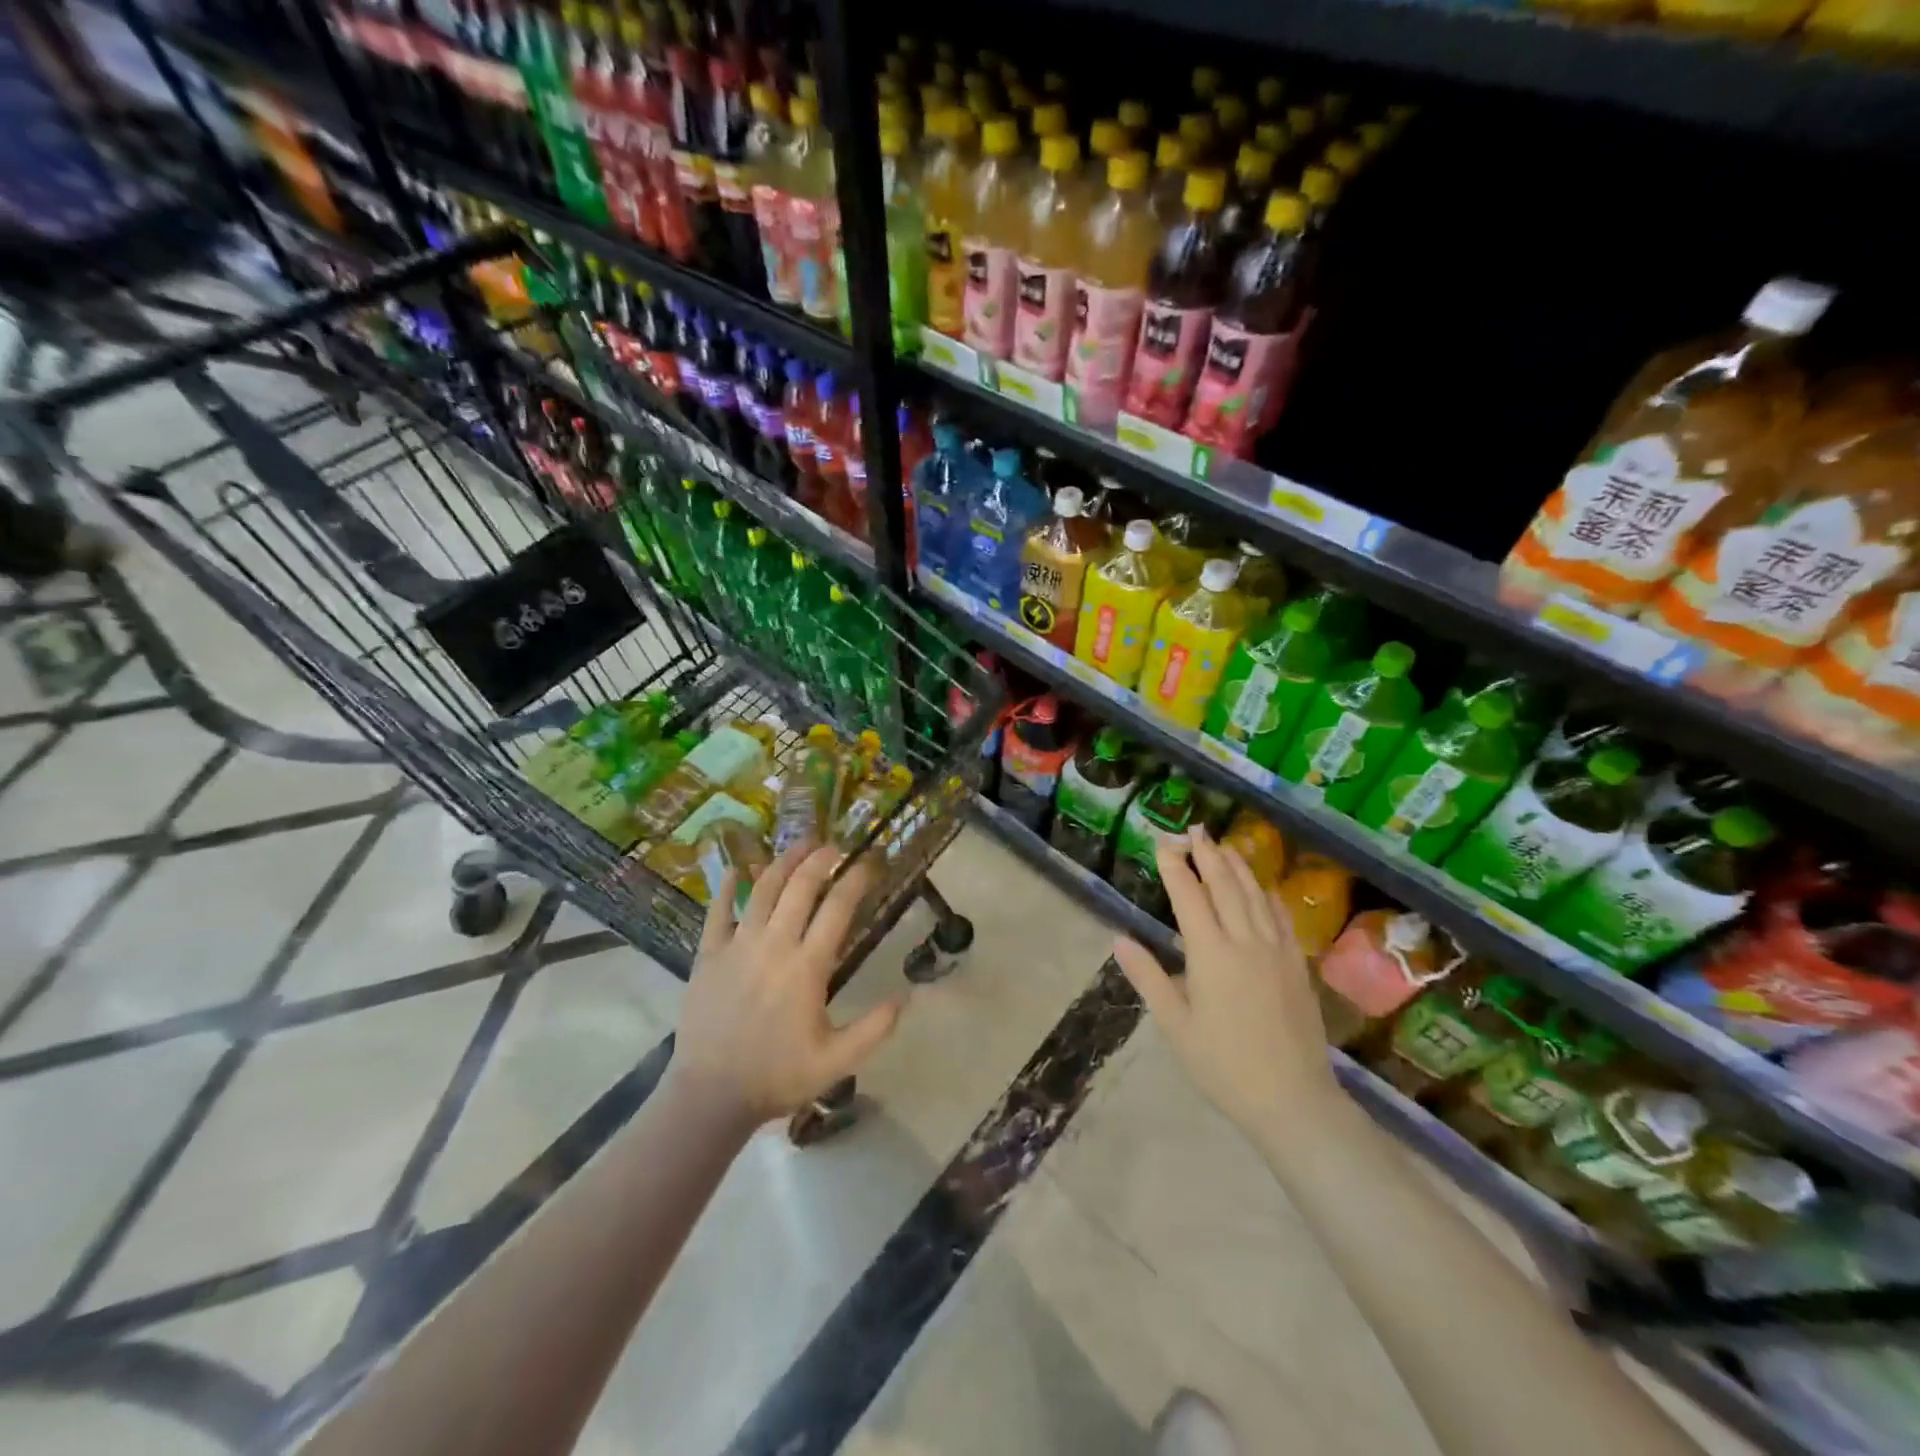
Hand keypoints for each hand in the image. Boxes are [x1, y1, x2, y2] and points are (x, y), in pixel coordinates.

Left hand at [671, 844, 903, 1124]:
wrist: (710, 1096)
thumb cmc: (778, 1076)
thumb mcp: (837, 1062)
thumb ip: (875, 1028)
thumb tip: (908, 996)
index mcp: (807, 967)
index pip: (838, 907)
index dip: (857, 878)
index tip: (872, 861)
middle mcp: (774, 945)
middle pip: (801, 886)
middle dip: (821, 858)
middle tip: (835, 845)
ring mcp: (737, 946)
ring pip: (763, 889)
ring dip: (783, 861)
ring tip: (799, 844)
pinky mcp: (708, 954)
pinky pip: (717, 910)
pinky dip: (727, 886)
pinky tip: (735, 869)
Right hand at [1114, 826, 1339, 1136]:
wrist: (1292, 1099)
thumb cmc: (1223, 1065)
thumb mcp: (1175, 1025)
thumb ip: (1148, 977)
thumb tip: (1119, 940)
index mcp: (1210, 954)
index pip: (1189, 896)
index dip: (1175, 866)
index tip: (1164, 841)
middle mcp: (1245, 941)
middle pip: (1224, 885)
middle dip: (1207, 854)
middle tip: (1195, 830)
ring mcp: (1276, 950)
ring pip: (1255, 895)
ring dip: (1237, 866)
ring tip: (1223, 845)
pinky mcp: (1296, 964)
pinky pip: (1281, 917)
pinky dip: (1267, 895)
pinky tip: (1262, 887)